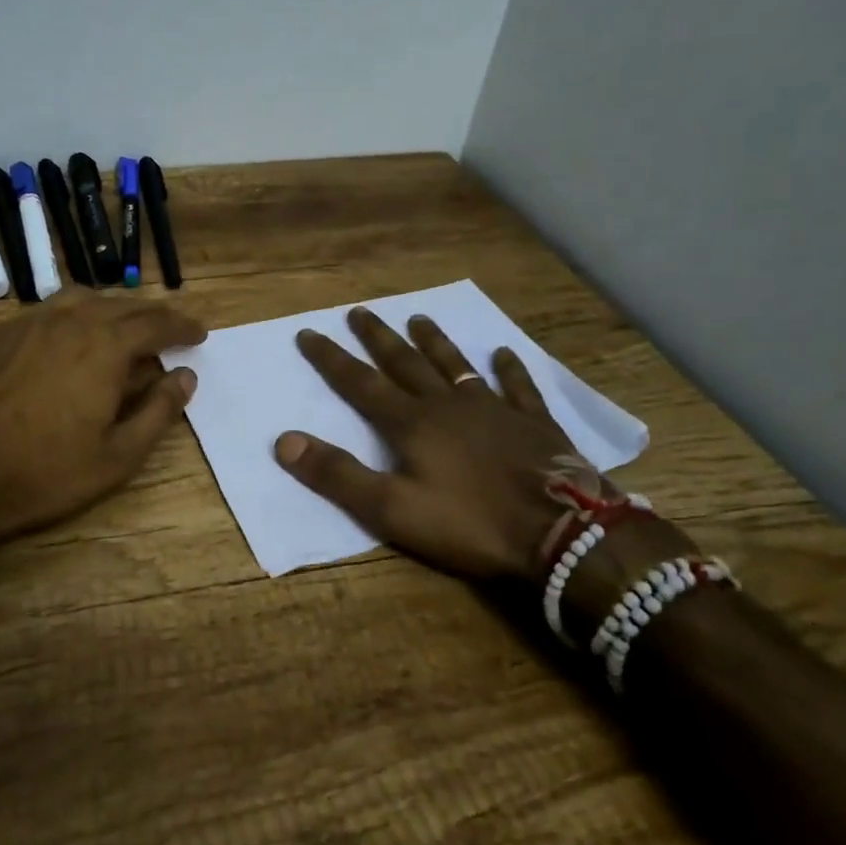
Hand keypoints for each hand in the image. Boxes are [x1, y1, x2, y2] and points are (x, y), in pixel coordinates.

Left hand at [0, 296, 204, 572]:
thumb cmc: (45, 473)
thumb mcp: (118, 456)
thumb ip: (159, 411)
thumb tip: (185, 377)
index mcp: (104, 346)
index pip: (156, 323)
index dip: (182, 326)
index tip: (198, 333)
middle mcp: (68, 321)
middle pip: (120, 306)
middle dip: (150, 316)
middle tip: (167, 332)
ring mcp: (25, 324)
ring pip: (79, 302)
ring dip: (109, 311)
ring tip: (120, 331)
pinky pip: (43, 315)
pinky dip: (69, 321)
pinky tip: (66, 345)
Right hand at [273, 308, 584, 581]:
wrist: (561, 533)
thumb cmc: (470, 523)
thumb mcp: (391, 509)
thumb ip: (338, 474)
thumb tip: (284, 440)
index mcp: (411, 423)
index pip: (360, 383)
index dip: (331, 358)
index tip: (309, 331)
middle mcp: (447, 404)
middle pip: (405, 363)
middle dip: (378, 337)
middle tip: (359, 311)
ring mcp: (493, 409)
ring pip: (456, 365)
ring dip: (434, 341)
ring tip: (419, 318)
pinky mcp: (533, 423)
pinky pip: (517, 387)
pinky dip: (509, 368)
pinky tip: (504, 353)